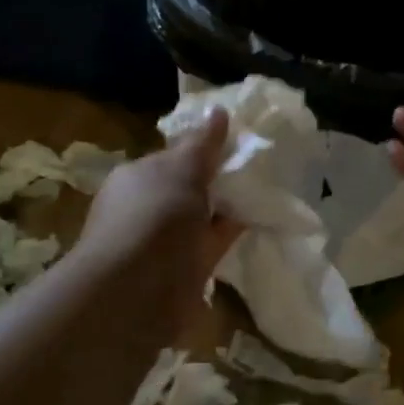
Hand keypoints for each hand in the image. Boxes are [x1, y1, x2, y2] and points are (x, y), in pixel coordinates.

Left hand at [77, 109, 241, 322]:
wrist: (135, 293)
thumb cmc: (153, 218)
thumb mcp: (180, 170)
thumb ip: (202, 144)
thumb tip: (218, 111)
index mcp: (137, 177)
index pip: (173, 157)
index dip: (204, 148)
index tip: (239, 141)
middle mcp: (148, 208)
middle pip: (190, 187)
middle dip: (218, 178)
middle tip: (261, 164)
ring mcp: (165, 242)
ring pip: (203, 216)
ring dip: (228, 206)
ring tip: (268, 187)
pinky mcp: (185, 271)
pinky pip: (214, 243)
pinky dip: (233, 232)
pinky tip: (261, 218)